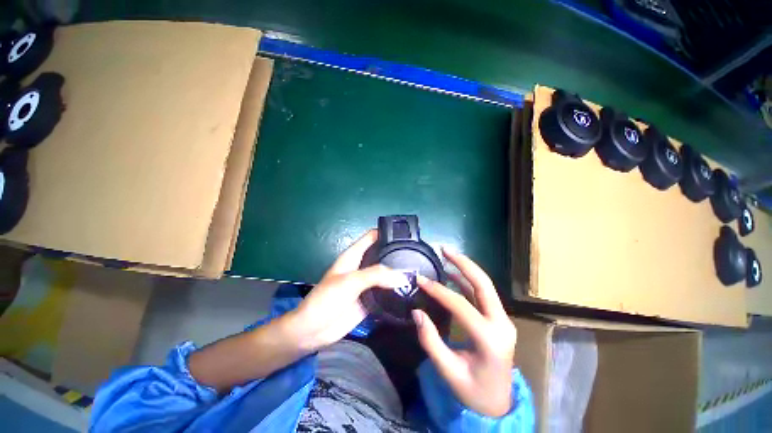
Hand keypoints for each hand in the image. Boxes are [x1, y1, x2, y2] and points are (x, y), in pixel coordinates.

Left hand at [285, 230, 407, 352]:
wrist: (314, 330)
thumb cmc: (327, 299)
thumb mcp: (350, 281)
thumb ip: (376, 275)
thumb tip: (402, 277)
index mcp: (354, 255)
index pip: (372, 236)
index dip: (386, 232)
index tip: (405, 234)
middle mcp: (363, 266)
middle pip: (382, 254)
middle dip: (397, 253)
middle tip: (417, 255)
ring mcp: (367, 283)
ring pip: (387, 273)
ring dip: (399, 273)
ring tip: (418, 272)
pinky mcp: (371, 298)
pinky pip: (387, 291)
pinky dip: (397, 290)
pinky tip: (410, 290)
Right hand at [412, 249, 515, 417]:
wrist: (498, 404)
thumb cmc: (473, 391)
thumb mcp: (449, 372)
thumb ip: (431, 341)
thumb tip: (416, 312)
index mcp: (490, 339)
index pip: (461, 305)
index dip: (438, 290)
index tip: (420, 280)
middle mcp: (501, 324)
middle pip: (483, 284)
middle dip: (463, 263)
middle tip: (444, 249)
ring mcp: (502, 320)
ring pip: (484, 285)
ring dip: (466, 268)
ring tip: (447, 254)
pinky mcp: (498, 319)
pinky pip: (481, 294)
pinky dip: (466, 281)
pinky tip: (453, 273)